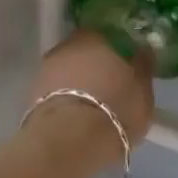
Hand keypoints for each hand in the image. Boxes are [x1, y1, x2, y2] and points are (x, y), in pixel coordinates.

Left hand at [21, 31, 154, 174]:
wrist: (68, 141)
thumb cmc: (116, 111)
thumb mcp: (144, 94)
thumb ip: (142, 70)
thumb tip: (143, 54)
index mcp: (101, 36)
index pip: (115, 35)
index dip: (123, 50)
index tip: (130, 65)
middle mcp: (72, 43)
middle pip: (89, 50)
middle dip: (99, 63)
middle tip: (112, 84)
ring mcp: (49, 65)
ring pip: (71, 67)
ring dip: (80, 79)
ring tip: (93, 102)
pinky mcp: (33, 89)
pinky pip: (57, 87)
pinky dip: (66, 95)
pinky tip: (76, 112)